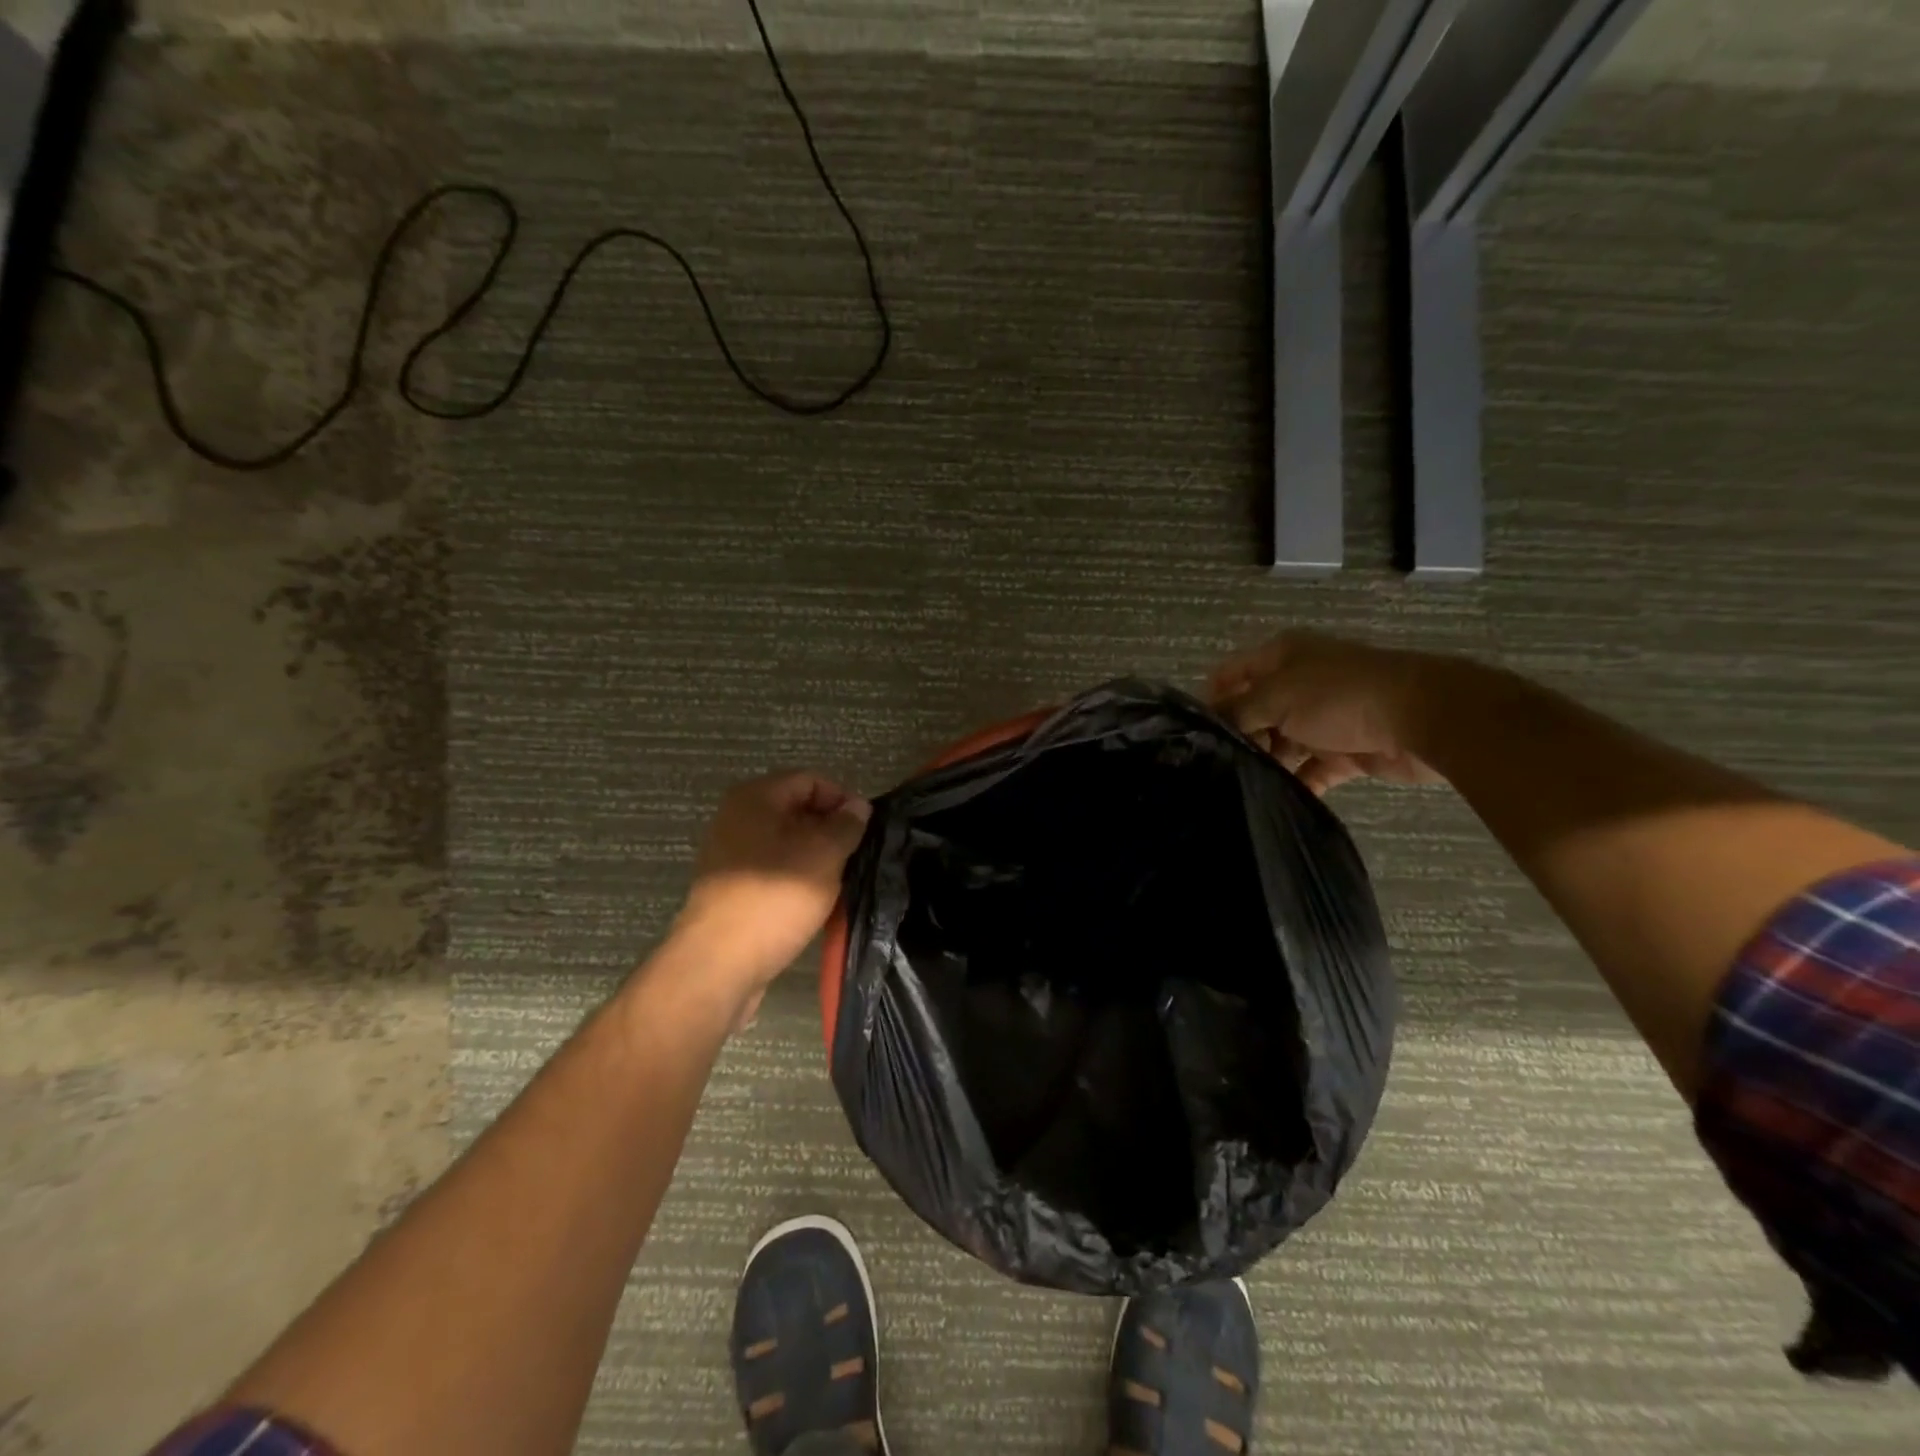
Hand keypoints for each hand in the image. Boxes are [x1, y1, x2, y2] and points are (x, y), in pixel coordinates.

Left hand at [670, 772, 871, 1020]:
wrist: (718, 965)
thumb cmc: (774, 899)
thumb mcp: (823, 855)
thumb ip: (846, 825)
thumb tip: (858, 806)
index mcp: (755, 799)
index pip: (810, 780)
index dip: (842, 799)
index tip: (866, 829)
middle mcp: (737, 819)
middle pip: (797, 810)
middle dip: (830, 830)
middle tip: (857, 856)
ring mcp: (730, 855)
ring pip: (787, 843)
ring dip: (816, 857)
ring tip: (841, 881)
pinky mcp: (731, 888)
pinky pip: (773, 870)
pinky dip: (797, 878)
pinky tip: (816, 901)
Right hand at [1210, 629, 1446, 794]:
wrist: (1421, 717)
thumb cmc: (1338, 695)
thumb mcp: (1275, 697)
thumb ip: (1237, 712)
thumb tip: (1208, 724)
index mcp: (1282, 657)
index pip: (1231, 673)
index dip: (1210, 697)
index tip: (1193, 732)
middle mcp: (1299, 683)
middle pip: (1254, 711)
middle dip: (1237, 737)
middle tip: (1213, 766)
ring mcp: (1323, 718)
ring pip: (1281, 743)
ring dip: (1265, 763)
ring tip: (1238, 787)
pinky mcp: (1344, 751)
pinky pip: (1311, 770)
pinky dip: (1297, 784)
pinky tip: (1275, 801)